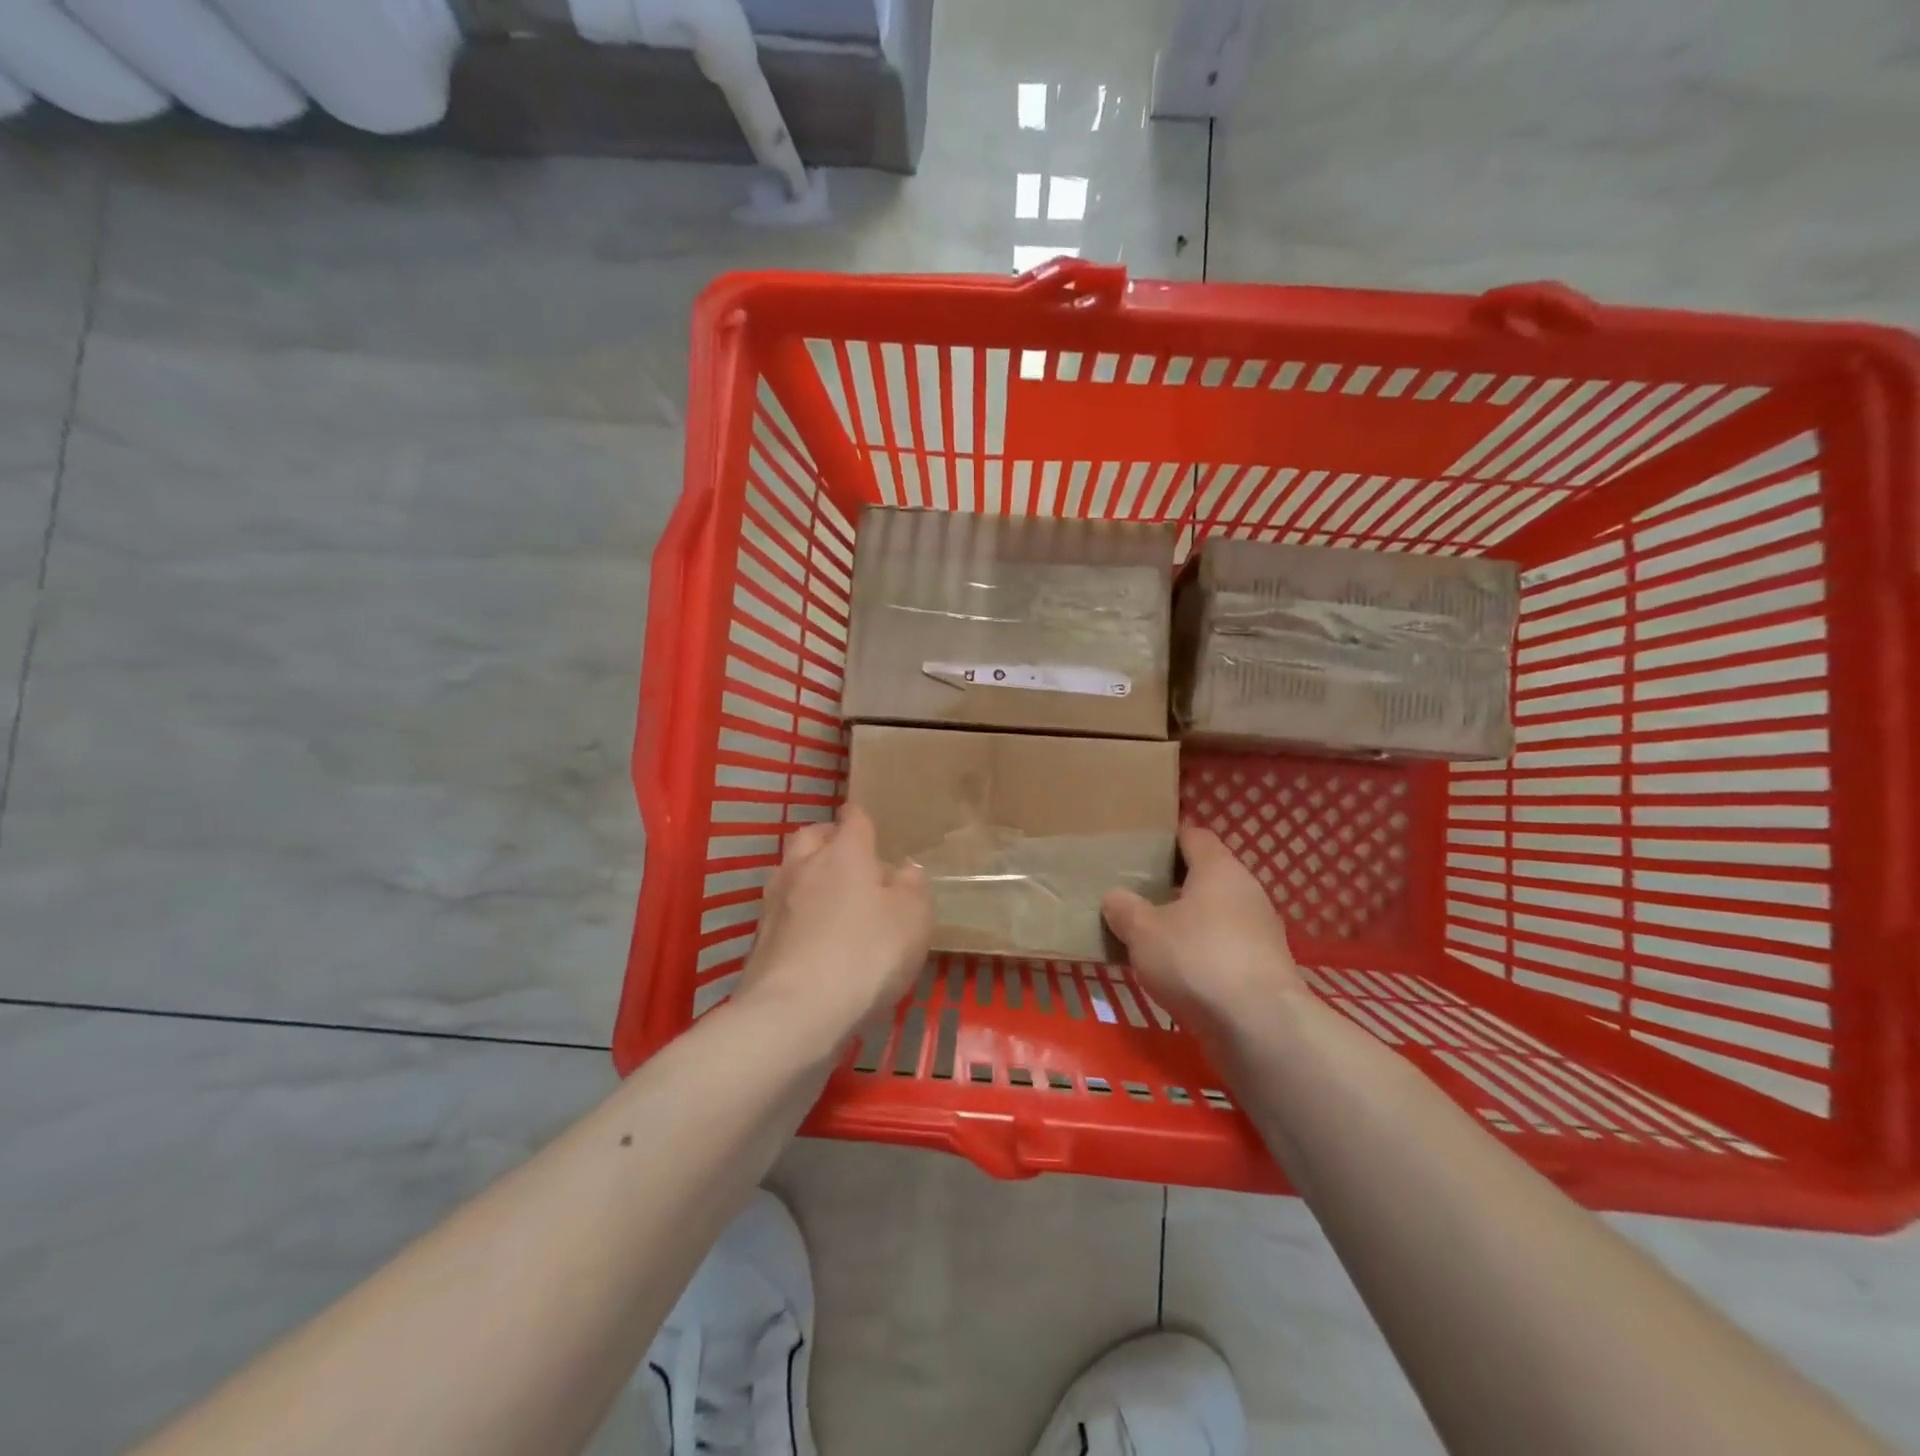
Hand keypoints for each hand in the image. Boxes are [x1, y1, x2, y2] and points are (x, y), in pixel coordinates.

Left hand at [737, 805, 932, 1044]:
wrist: (794, 1014)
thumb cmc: (865, 955)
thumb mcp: (913, 920)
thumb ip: (912, 889)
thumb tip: (905, 871)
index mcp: (844, 853)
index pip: (853, 819)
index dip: (862, 819)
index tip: (871, 825)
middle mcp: (803, 867)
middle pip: (810, 836)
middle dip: (828, 840)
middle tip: (851, 859)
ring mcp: (775, 903)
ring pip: (790, 872)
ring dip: (808, 877)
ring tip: (832, 899)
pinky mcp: (760, 940)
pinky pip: (782, 912)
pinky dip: (797, 916)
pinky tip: (814, 938)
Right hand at [1101, 825, 1306, 1032]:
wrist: (1259, 1027)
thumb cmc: (1196, 960)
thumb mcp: (1142, 932)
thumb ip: (1124, 909)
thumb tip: (1114, 897)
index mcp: (1219, 868)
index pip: (1194, 835)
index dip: (1167, 838)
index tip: (1140, 847)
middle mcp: (1246, 890)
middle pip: (1207, 875)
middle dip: (1174, 882)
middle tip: (1137, 891)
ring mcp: (1260, 931)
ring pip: (1216, 913)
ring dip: (1189, 920)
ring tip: (1151, 933)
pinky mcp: (1264, 968)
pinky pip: (1225, 946)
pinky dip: (1203, 951)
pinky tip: (1177, 969)